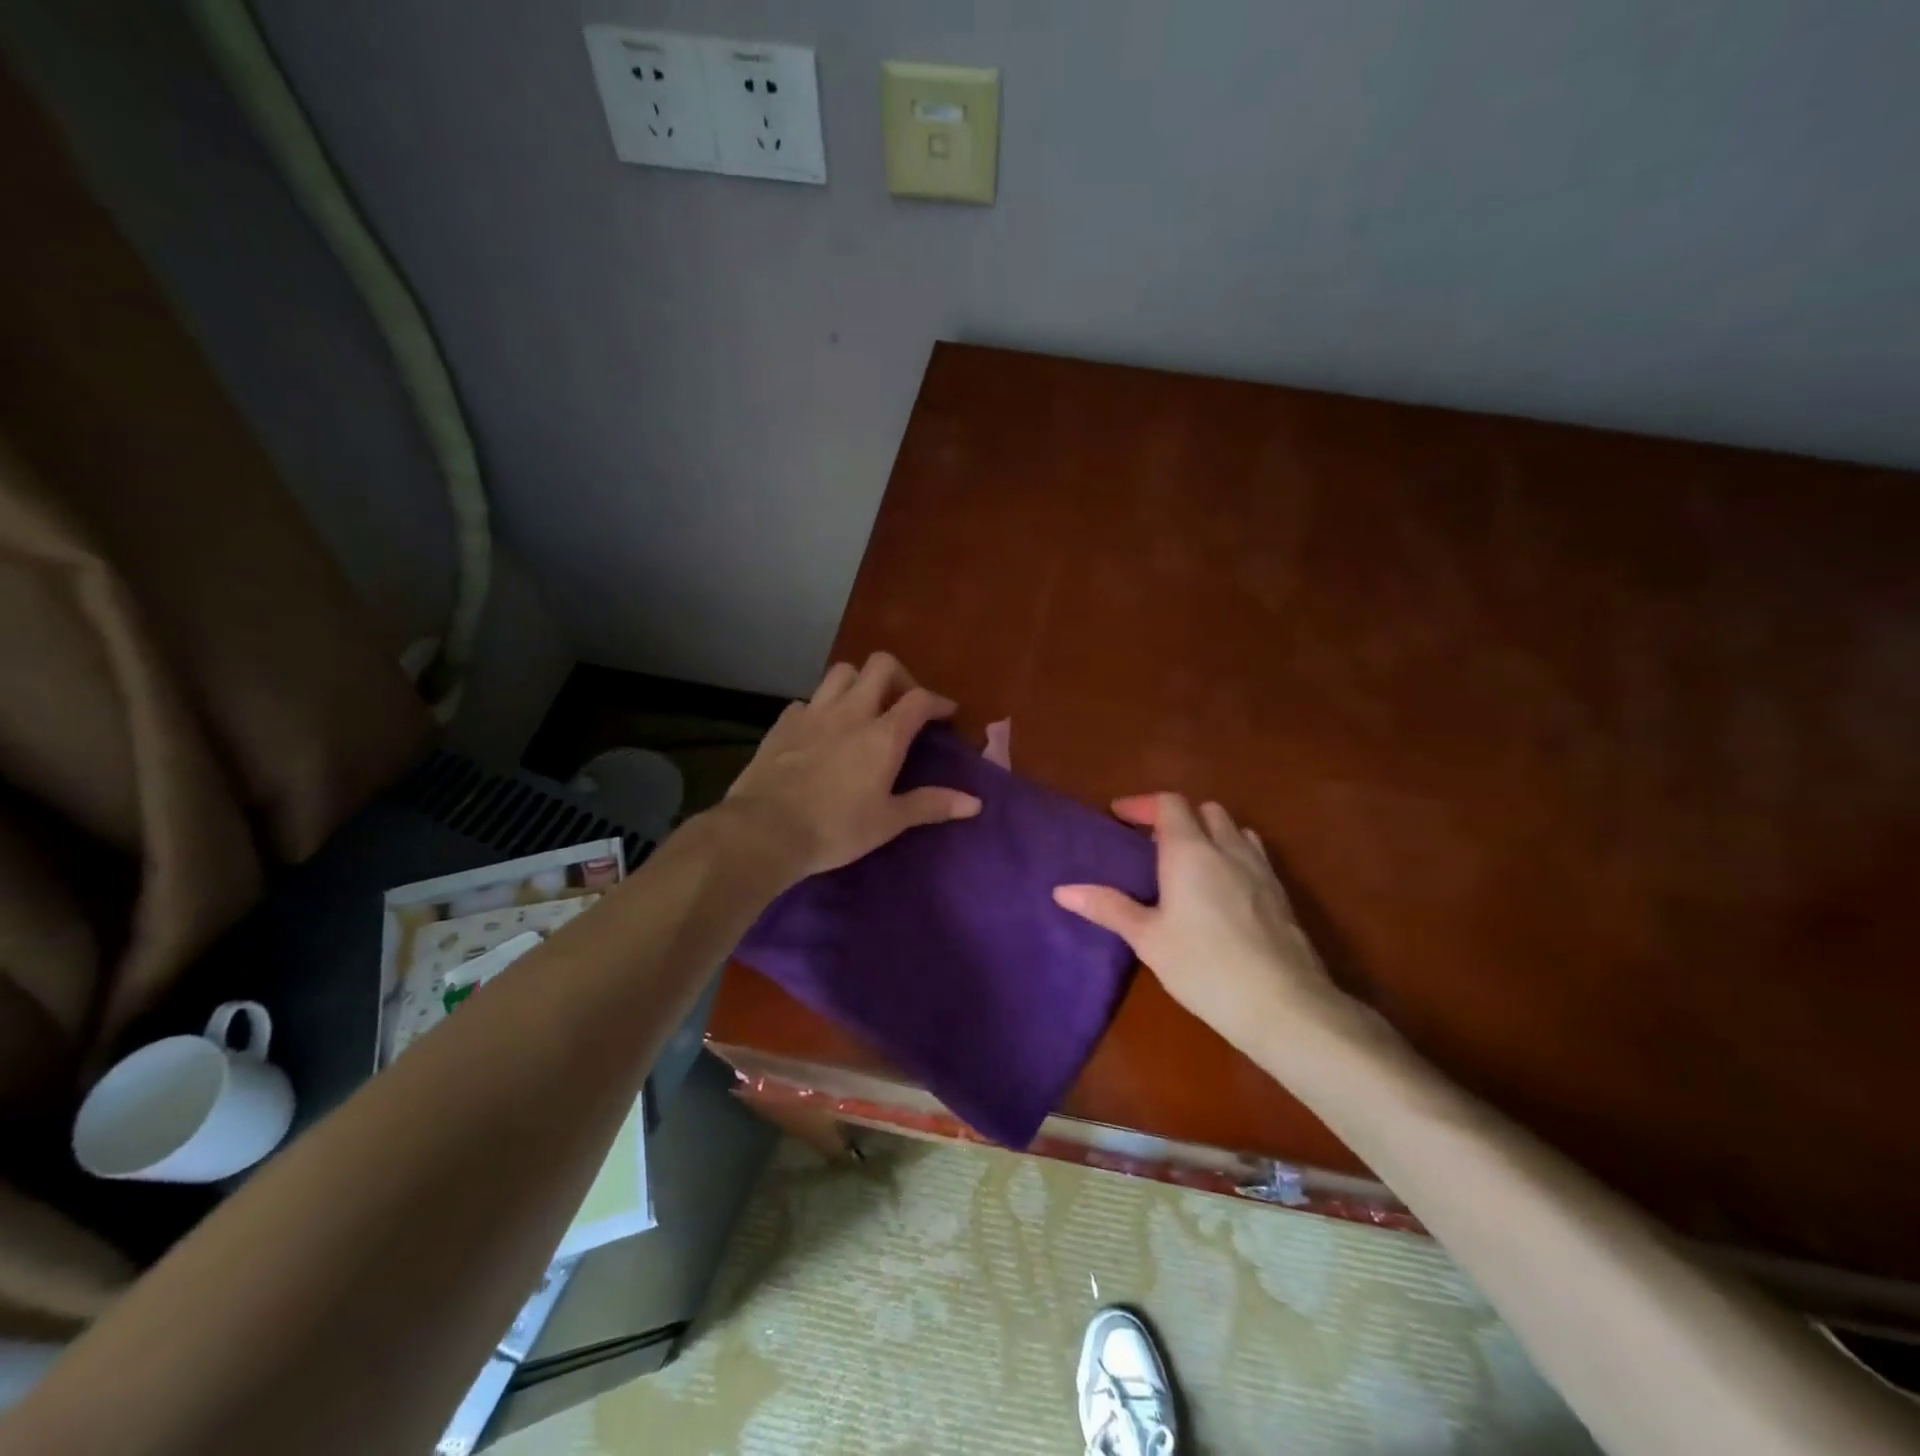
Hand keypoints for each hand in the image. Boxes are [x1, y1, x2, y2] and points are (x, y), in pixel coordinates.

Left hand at [723, 652, 980, 881]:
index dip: (938, 701)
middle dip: (900, 677)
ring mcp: (813, 712)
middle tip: (904, 704)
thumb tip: (976, 803)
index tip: (947, 713)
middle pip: (881, 665)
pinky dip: (822, 707)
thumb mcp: (888, 821)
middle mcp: (851, 712)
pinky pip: (809, 699)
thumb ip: (931, 805)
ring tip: (864, 707)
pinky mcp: (784, 722)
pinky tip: (821, 729)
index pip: (920, 699)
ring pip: (842, 672)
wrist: (764, 831)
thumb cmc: (835, 829)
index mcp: (883, 735)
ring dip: (859, 682)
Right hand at [1053, 795, 1351, 1051]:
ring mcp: (1260, 869)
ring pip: (1235, 830)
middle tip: (1152, 844)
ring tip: (1189, 862)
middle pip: (1205, 810)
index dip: (1142, 804)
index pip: (1169, 804)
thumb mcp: (1148, 939)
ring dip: (1210, 833)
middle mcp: (1227, 849)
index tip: (1118, 816)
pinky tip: (1223, 890)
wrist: (1283, 1004)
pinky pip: (1254, 855)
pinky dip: (1233, 855)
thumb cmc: (1203, 966)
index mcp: (1190, 851)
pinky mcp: (1281, 894)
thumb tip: (1061, 890)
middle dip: (1177, 817)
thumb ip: (1108, 907)